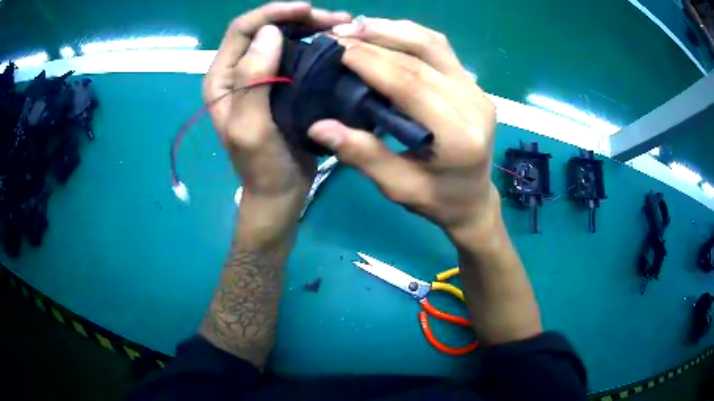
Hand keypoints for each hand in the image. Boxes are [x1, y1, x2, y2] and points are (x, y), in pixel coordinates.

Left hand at [204, 2, 350, 207]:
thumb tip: (270, 32)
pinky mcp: (280, 85)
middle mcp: (238, 72)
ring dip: (310, 28)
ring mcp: (260, 77)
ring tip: (343, 26)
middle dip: (298, 17)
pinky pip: (296, 54)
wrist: (279, 192)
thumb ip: (252, 80)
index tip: (308, 9)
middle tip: (336, 19)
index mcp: (221, 78)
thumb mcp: (251, 128)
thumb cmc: (262, 167)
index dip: (273, 13)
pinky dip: (315, 44)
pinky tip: (337, 43)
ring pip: (283, 38)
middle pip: (264, 29)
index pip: (242, 29)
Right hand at [309, 18, 498, 242]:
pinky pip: (440, 49)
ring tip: (355, 26)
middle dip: (375, 41)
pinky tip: (384, 32)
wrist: (474, 199)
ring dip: (392, 30)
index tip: (337, 49)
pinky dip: (409, 35)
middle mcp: (474, 105)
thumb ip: (363, 155)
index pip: (411, 86)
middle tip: (336, 34)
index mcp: (458, 137)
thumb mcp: (398, 187)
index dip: (373, 63)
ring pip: (433, 44)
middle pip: (420, 59)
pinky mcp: (473, 84)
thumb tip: (319, 126)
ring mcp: (477, 90)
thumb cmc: (437, 201)